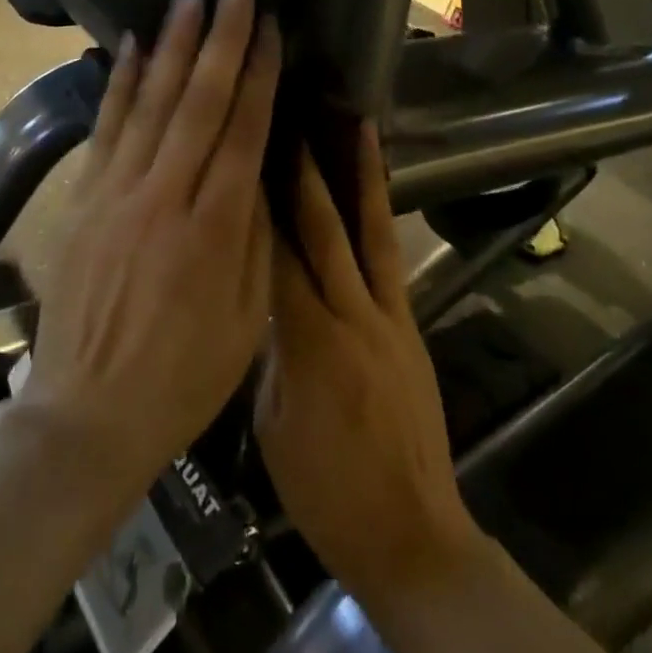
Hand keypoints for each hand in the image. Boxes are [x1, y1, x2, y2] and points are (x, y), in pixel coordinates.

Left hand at [23, 0, 281, 496]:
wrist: (88, 413)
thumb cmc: (182, 378)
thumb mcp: (247, 319)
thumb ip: (255, 237)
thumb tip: (258, 171)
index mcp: (215, 228)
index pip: (242, 129)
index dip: (258, 72)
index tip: (269, 25)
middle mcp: (164, 196)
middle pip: (198, 100)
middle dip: (220, 35)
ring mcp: (116, 193)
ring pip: (150, 102)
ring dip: (171, 43)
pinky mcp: (83, 199)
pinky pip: (105, 128)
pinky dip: (119, 83)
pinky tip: (129, 45)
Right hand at [256, 127, 482, 606]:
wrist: (412, 536)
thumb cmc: (326, 492)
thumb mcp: (271, 422)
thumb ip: (267, 347)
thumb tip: (254, 292)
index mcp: (308, 345)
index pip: (273, 257)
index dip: (255, 203)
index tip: (239, 154)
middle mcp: (351, 316)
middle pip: (322, 230)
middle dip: (302, 170)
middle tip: (287, 115)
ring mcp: (389, 316)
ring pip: (369, 230)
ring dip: (358, 174)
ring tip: (354, 122)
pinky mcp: (409, 324)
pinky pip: (390, 257)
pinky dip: (381, 213)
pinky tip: (374, 185)